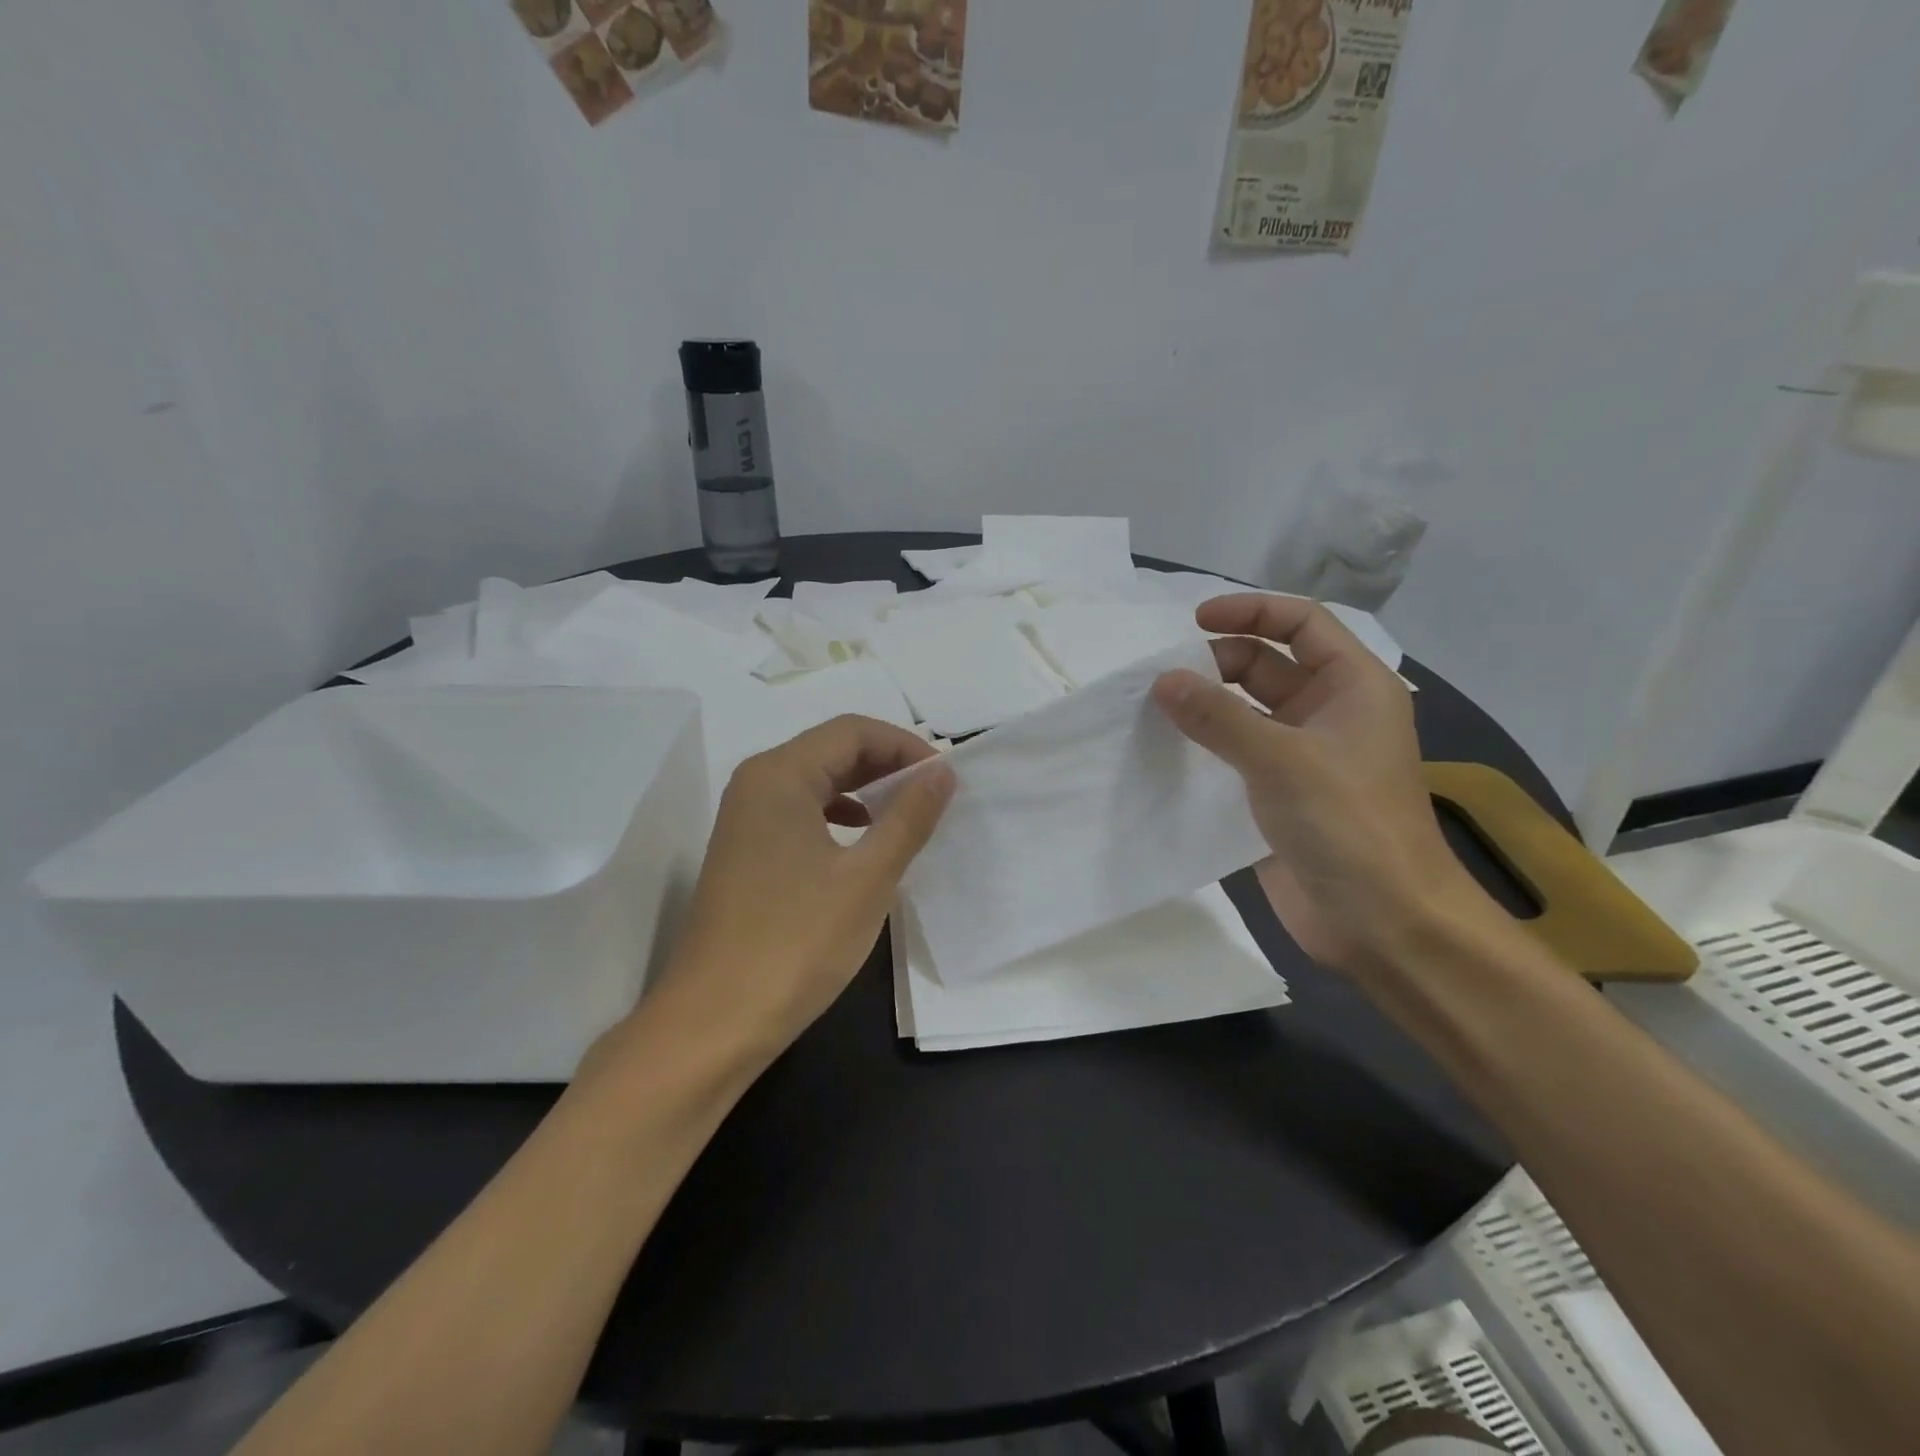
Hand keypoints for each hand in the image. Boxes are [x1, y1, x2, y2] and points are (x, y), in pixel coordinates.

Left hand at [642, 715, 954, 1064]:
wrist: (714, 1021)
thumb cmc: (796, 942)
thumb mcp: (866, 878)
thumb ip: (908, 817)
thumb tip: (942, 771)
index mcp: (779, 775)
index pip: (853, 731)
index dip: (905, 746)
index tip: (945, 779)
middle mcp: (756, 784)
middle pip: (832, 750)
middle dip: (888, 765)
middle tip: (936, 795)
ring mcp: (745, 818)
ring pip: (817, 781)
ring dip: (866, 790)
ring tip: (908, 816)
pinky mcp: (745, 851)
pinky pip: (801, 812)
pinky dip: (840, 815)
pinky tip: (863, 842)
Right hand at [1152, 595, 1482, 973]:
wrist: (1382, 921)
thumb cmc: (1349, 825)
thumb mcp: (1282, 760)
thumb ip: (1219, 717)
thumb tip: (1162, 680)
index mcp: (1353, 686)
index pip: (1302, 623)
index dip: (1251, 611)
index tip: (1195, 622)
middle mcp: (1328, 712)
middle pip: (1266, 665)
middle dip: (1216, 663)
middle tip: (1163, 680)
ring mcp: (1303, 756)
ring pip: (1246, 711)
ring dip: (1205, 706)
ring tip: (1152, 709)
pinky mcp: (1278, 794)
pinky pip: (1235, 753)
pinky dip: (1203, 746)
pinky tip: (1165, 750)